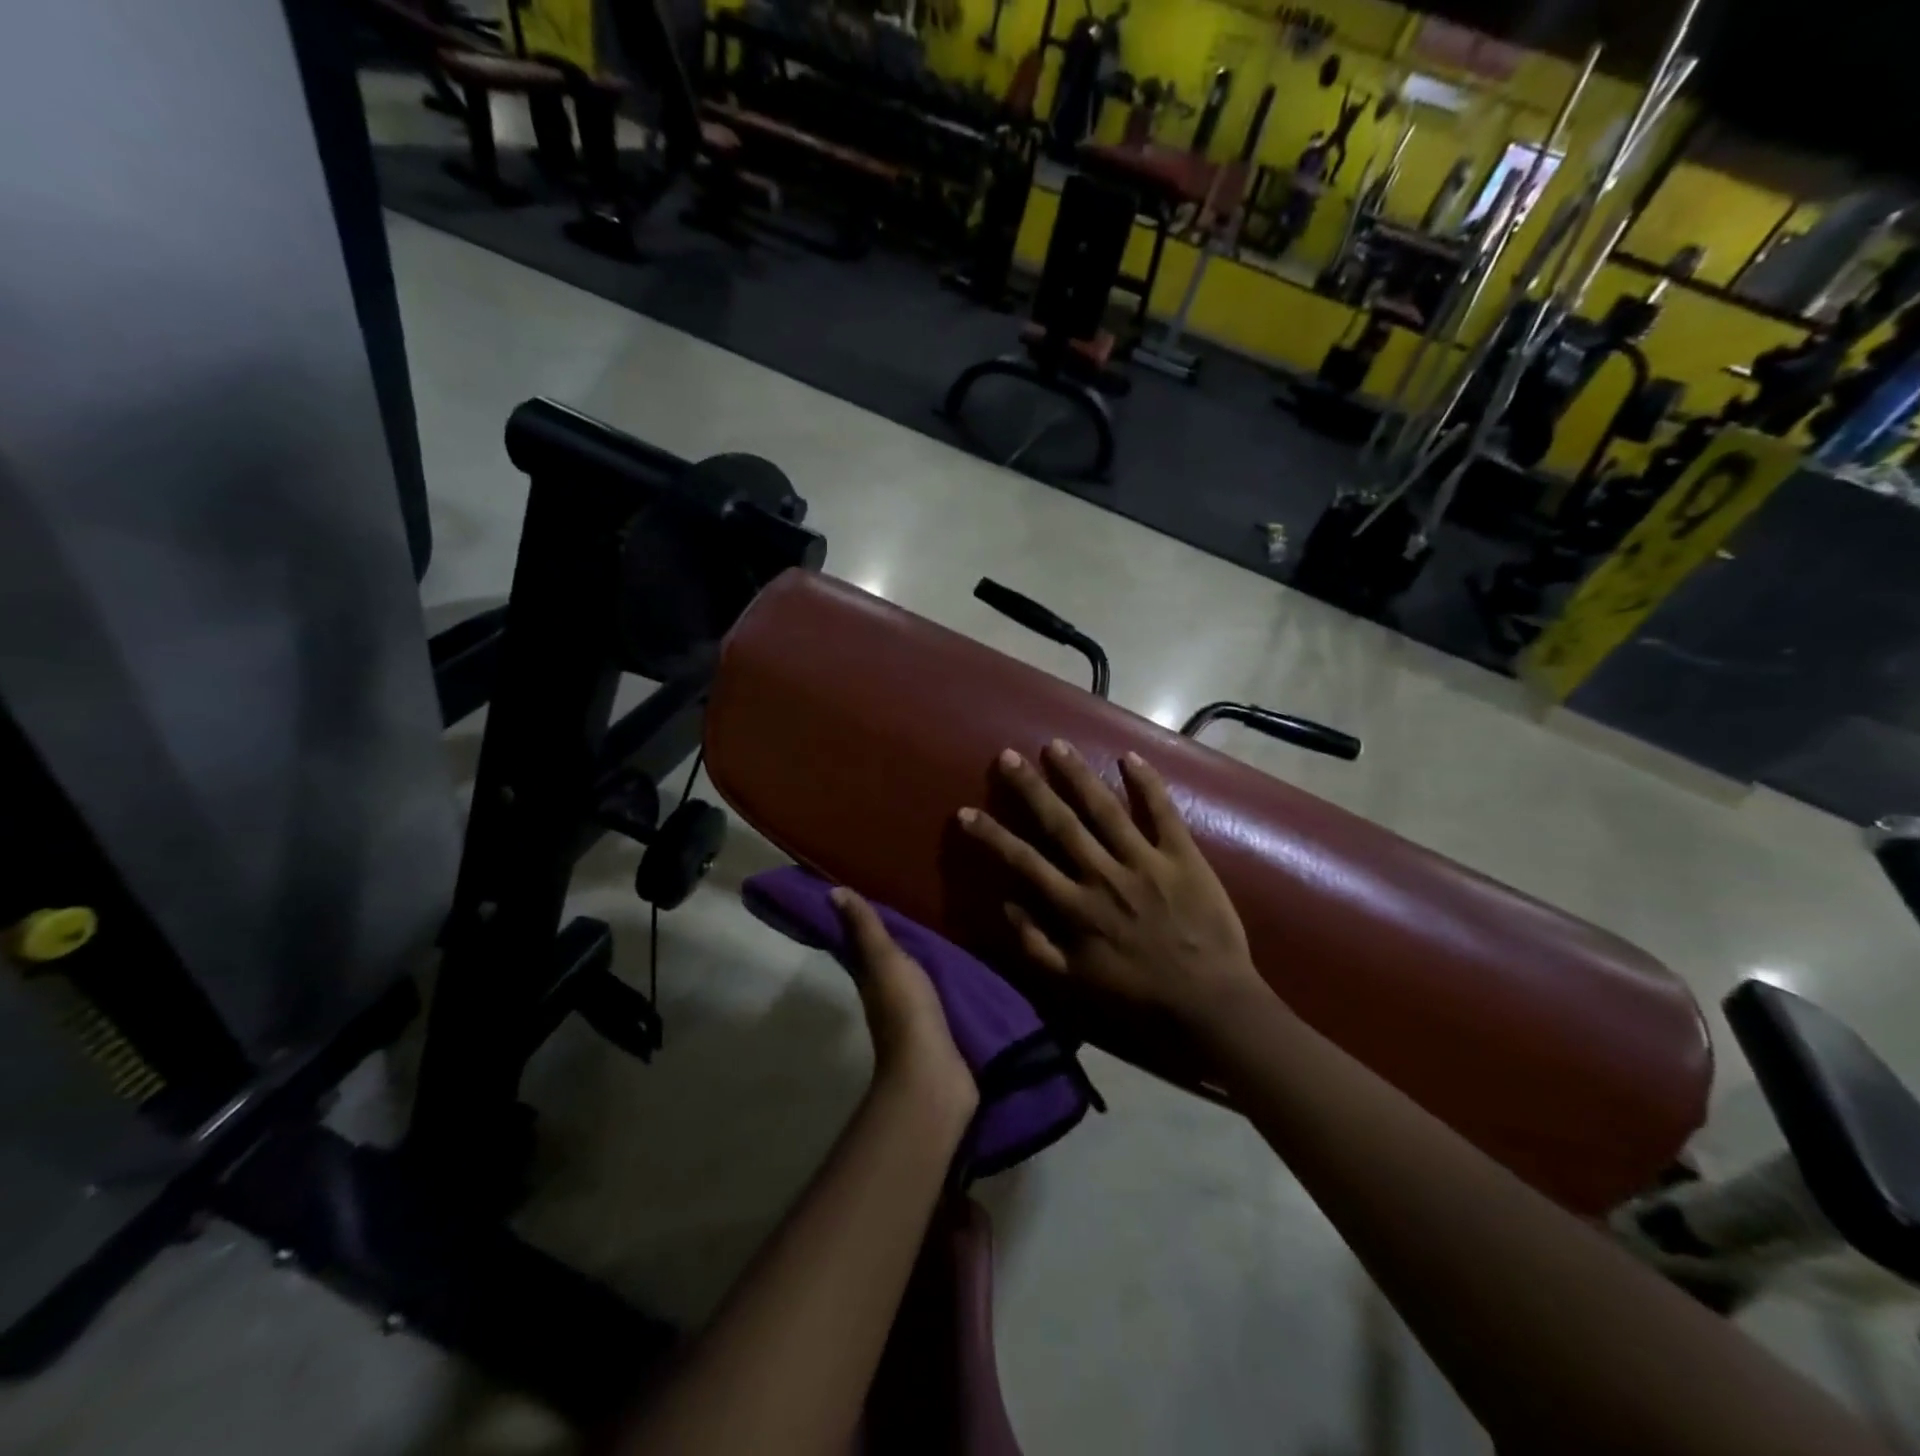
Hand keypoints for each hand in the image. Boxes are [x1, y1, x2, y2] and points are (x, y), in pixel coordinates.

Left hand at [831, 888, 977, 1121]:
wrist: (934, 1073)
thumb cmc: (905, 1010)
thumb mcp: (884, 961)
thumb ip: (865, 929)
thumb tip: (833, 892)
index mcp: (870, 979)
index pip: (861, 945)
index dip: (863, 923)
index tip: (870, 894)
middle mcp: (886, 996)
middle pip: (886, 963)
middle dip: (896, 940)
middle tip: (914, 908)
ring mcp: (912, 1016)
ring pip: (912, 979)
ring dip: (920, 962)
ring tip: (942, 934)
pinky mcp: (938, 1030)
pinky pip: (937, 997)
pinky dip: (941, 982)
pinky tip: (959, 970)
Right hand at [958, 741, 1265, 1028]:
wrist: (1210, 1002)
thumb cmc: (1139, 994)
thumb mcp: (1076, 983)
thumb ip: (1036, 945)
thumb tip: (1006, 904)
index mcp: (1076, 907)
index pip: (1024, 862)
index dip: (992, 836)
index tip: (965, 812)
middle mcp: (1104, 875)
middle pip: (1061, 823)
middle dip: (1031, 788)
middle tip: (1008, 756)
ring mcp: (1145, 862)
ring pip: (1105, 809)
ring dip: (1078, 775)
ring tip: (1056, 745)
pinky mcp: (1183, 856)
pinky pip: (1163, 813)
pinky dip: (1148, 784)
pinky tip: (1131, 756)